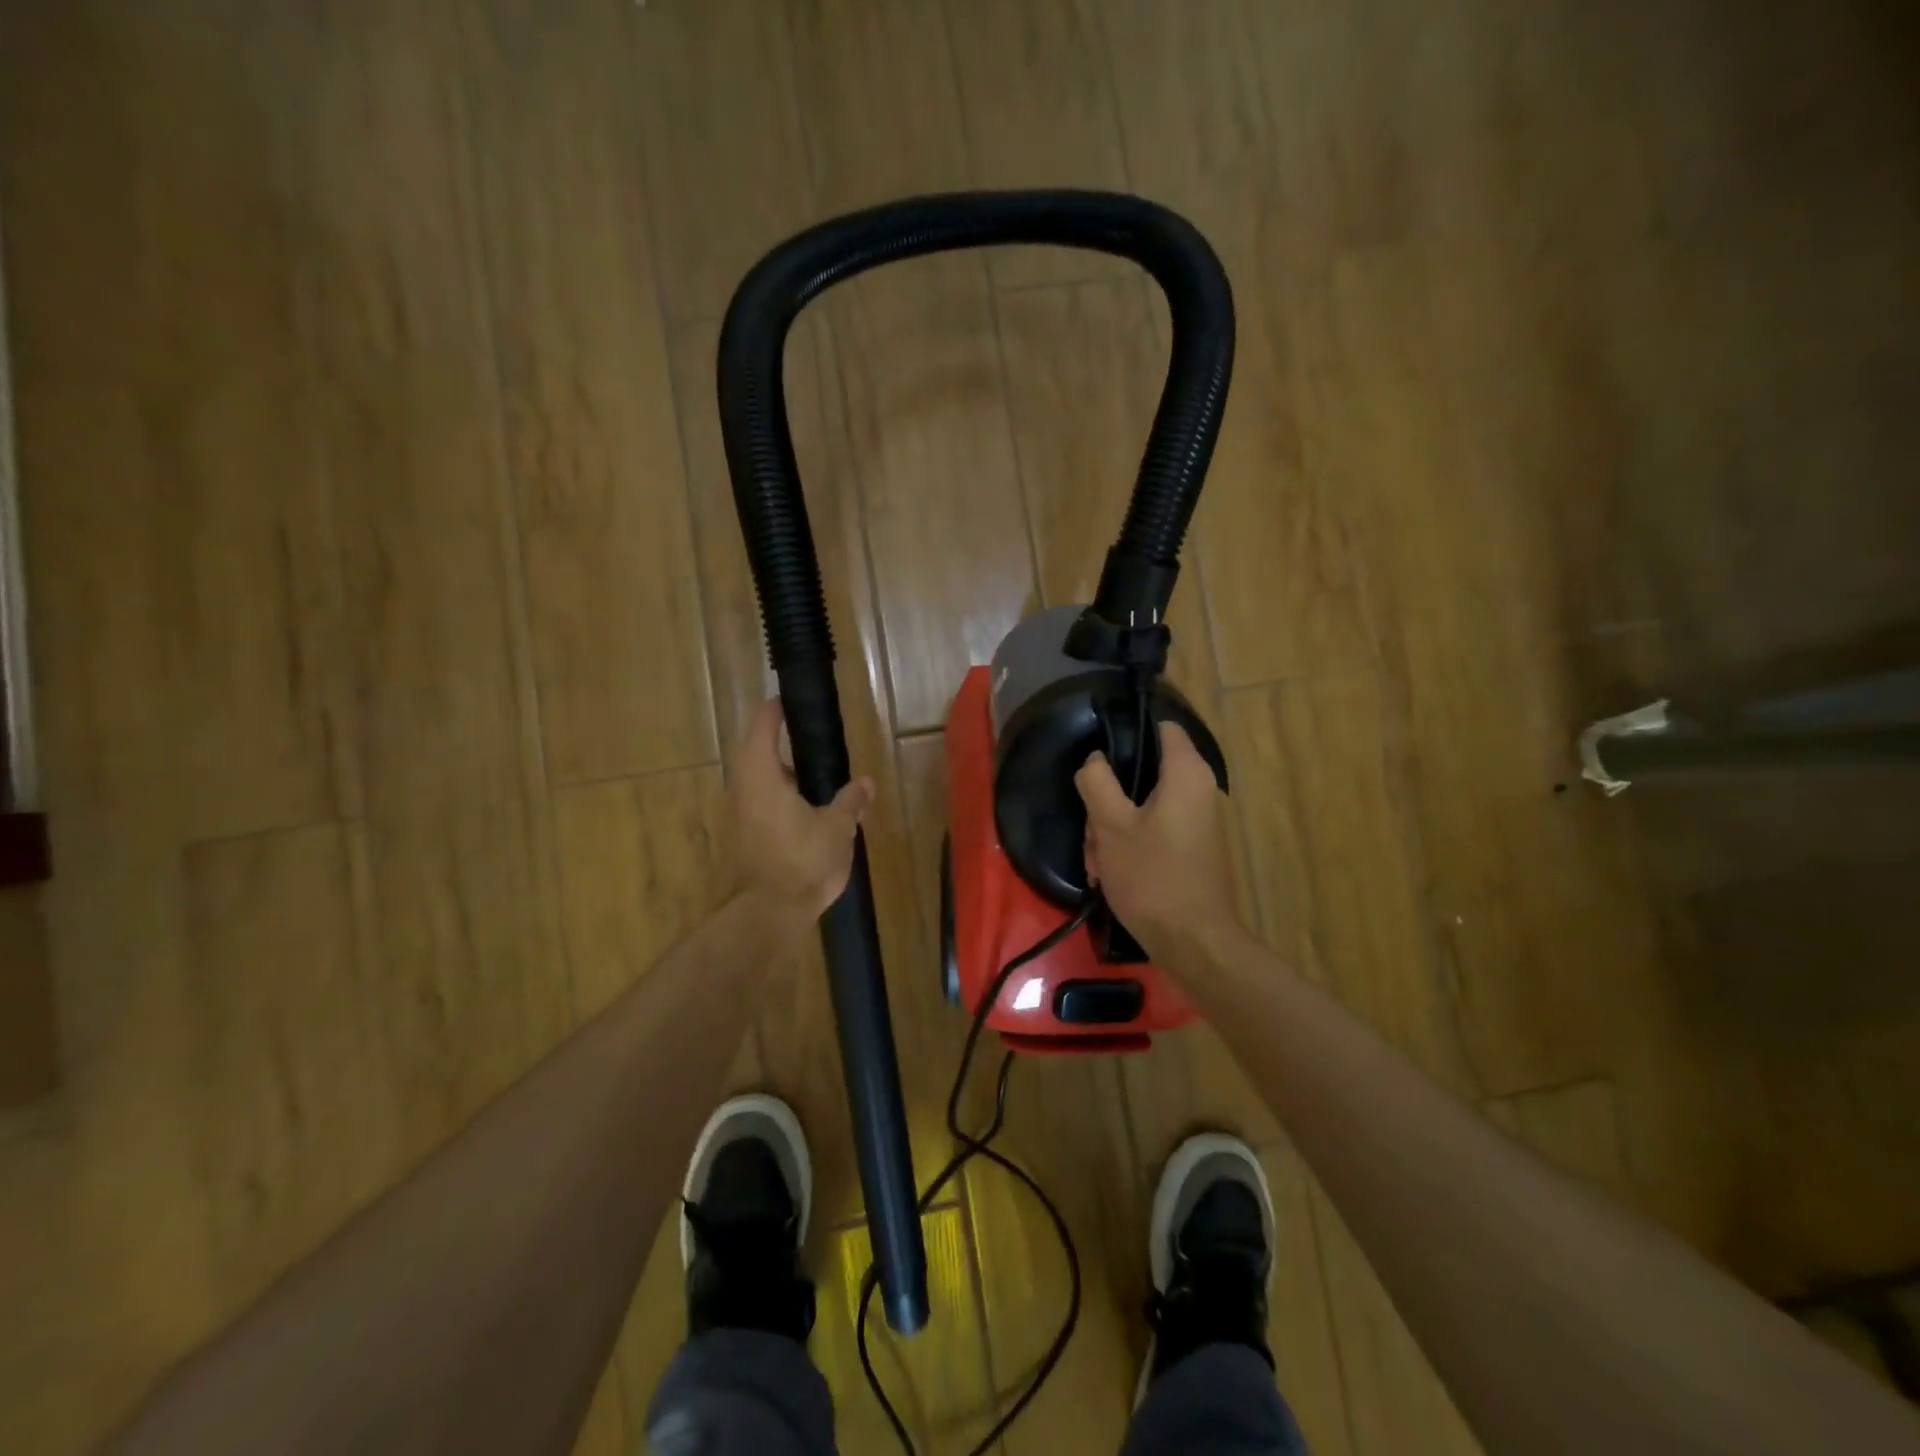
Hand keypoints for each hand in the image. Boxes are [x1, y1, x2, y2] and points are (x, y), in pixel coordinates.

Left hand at [728, 699, 873, 921]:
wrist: (769, 914)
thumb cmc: (803, 861)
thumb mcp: (837, 828)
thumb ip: (850, 801)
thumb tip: (866, 783)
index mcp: (761, 775)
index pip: (763, 727)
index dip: (775, 711)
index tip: (789, 700)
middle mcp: (742, 789)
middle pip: (757, 754)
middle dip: (782, 746)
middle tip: (811, 741)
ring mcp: (738, 815)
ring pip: (758, 783)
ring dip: (781, 776)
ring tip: (815, 779)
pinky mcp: (741, 838)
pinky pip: (759, 805)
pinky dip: (779, 799)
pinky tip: (806, 812)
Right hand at [1075, 721, 1243, 967]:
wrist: (1194, 942)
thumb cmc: (1152, 877)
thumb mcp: (1111, 826)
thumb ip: (1097, 782)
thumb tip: (1094, 759)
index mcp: (1186, 773)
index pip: (1162, 727)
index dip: (1128, 731)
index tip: (1098, 754)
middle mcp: (1199, 789)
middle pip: (1143, 773)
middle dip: (1109, 800)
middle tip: (1092, 832)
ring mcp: (1197, 821)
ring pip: (1142, 807)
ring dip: (1112, 830)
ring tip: (1098, 863)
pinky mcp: (1192, 848)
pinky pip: (1154, 831)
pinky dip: (1130, 846)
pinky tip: (1110, 874)